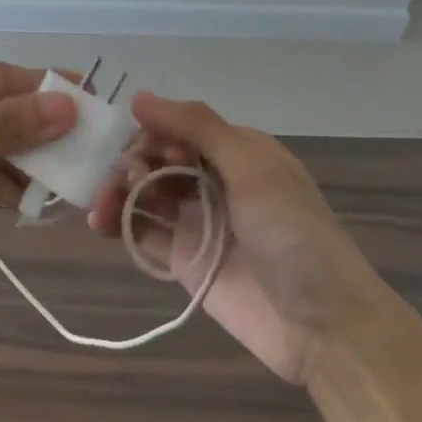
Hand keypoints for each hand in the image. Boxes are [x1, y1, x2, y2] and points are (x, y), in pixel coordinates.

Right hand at [87, 93, 393, 386]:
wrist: (322, 325)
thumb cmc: (293, 234)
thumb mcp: (252, 167)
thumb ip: (197, 127)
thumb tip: (138, 96)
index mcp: (236, 152)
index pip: (178, 127)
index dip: (155, 133)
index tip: (148, 151)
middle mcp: (212, 180)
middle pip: (156, 158)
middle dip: (131, 161)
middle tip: (126, 179)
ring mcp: (195, 220)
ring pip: (143, 192)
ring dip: (117, 190)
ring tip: (102, 207)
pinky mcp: (181, 258)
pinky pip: (141, 232)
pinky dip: (116, 223)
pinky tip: (99, 224)